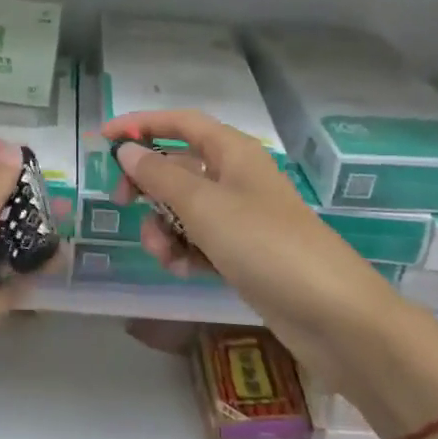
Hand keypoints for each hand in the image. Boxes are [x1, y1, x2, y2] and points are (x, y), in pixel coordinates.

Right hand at [104, 109, 426, 406]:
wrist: (334, 315)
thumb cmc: (265, 244)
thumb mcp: (204, 206)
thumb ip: (160, 175)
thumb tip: (127, 151)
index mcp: (232, 152)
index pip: (180, 123)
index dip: (141, 124)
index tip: (103, 139)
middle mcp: (236, 178)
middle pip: (178, 166)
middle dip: (147, 184)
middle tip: (121, 202)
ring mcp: (242, 217)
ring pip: (185, 208)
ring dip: (164, 227)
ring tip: (163, 254)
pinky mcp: (244, 253)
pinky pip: (200, 241)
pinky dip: (185, 251)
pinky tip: (183, 270)